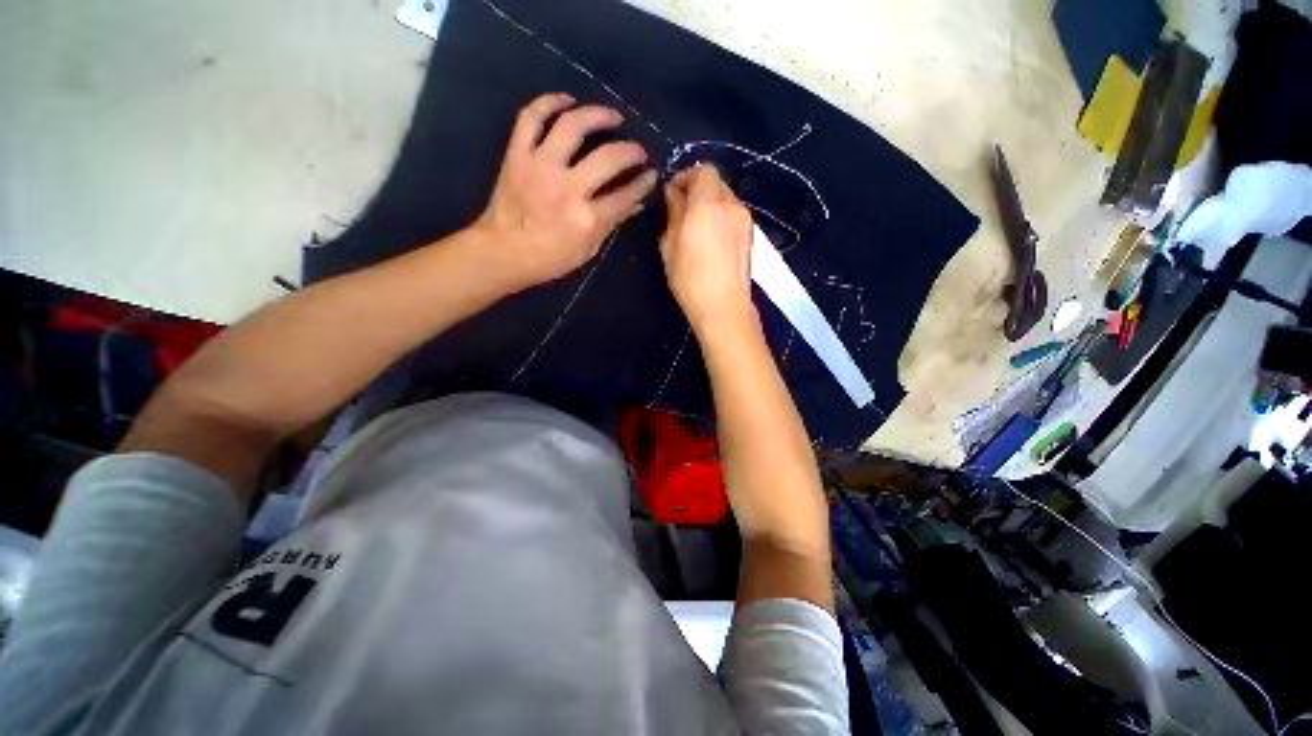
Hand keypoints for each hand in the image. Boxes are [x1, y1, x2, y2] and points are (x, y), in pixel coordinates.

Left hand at [473, 93, 658, 289]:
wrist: (503, 252)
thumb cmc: (550, 258)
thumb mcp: (588, 249)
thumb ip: (611, 223)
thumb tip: (635, 202)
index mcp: (586, 218)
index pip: (625, 195)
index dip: (643, 183)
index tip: (652, 174)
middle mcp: (567, 188)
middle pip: (609, 157)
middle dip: (631, 151)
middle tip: (639, 150)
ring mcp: (540, 166)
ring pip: (572, 126)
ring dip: (598, 115)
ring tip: (612, 116)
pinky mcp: (518, 154)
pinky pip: (531, 117)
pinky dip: (549, 102)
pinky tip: (568, 101)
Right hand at [660, 165, 756, 335]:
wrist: (723, 305)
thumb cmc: (690, 277)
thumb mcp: (670, 244)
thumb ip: (673, 213)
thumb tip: (674, 193)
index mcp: (708, 202)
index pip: (703, 170)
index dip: (686, 177)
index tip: (672, 193)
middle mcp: (731, 204)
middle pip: (716, 183)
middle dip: (698, 190)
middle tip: (681, 211)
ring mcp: (745, 220)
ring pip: (726, 200)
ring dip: (710, 205)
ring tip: (695, 228)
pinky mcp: (751, 236)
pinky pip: (733, 216)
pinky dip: (721, 218)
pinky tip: (711, 240)